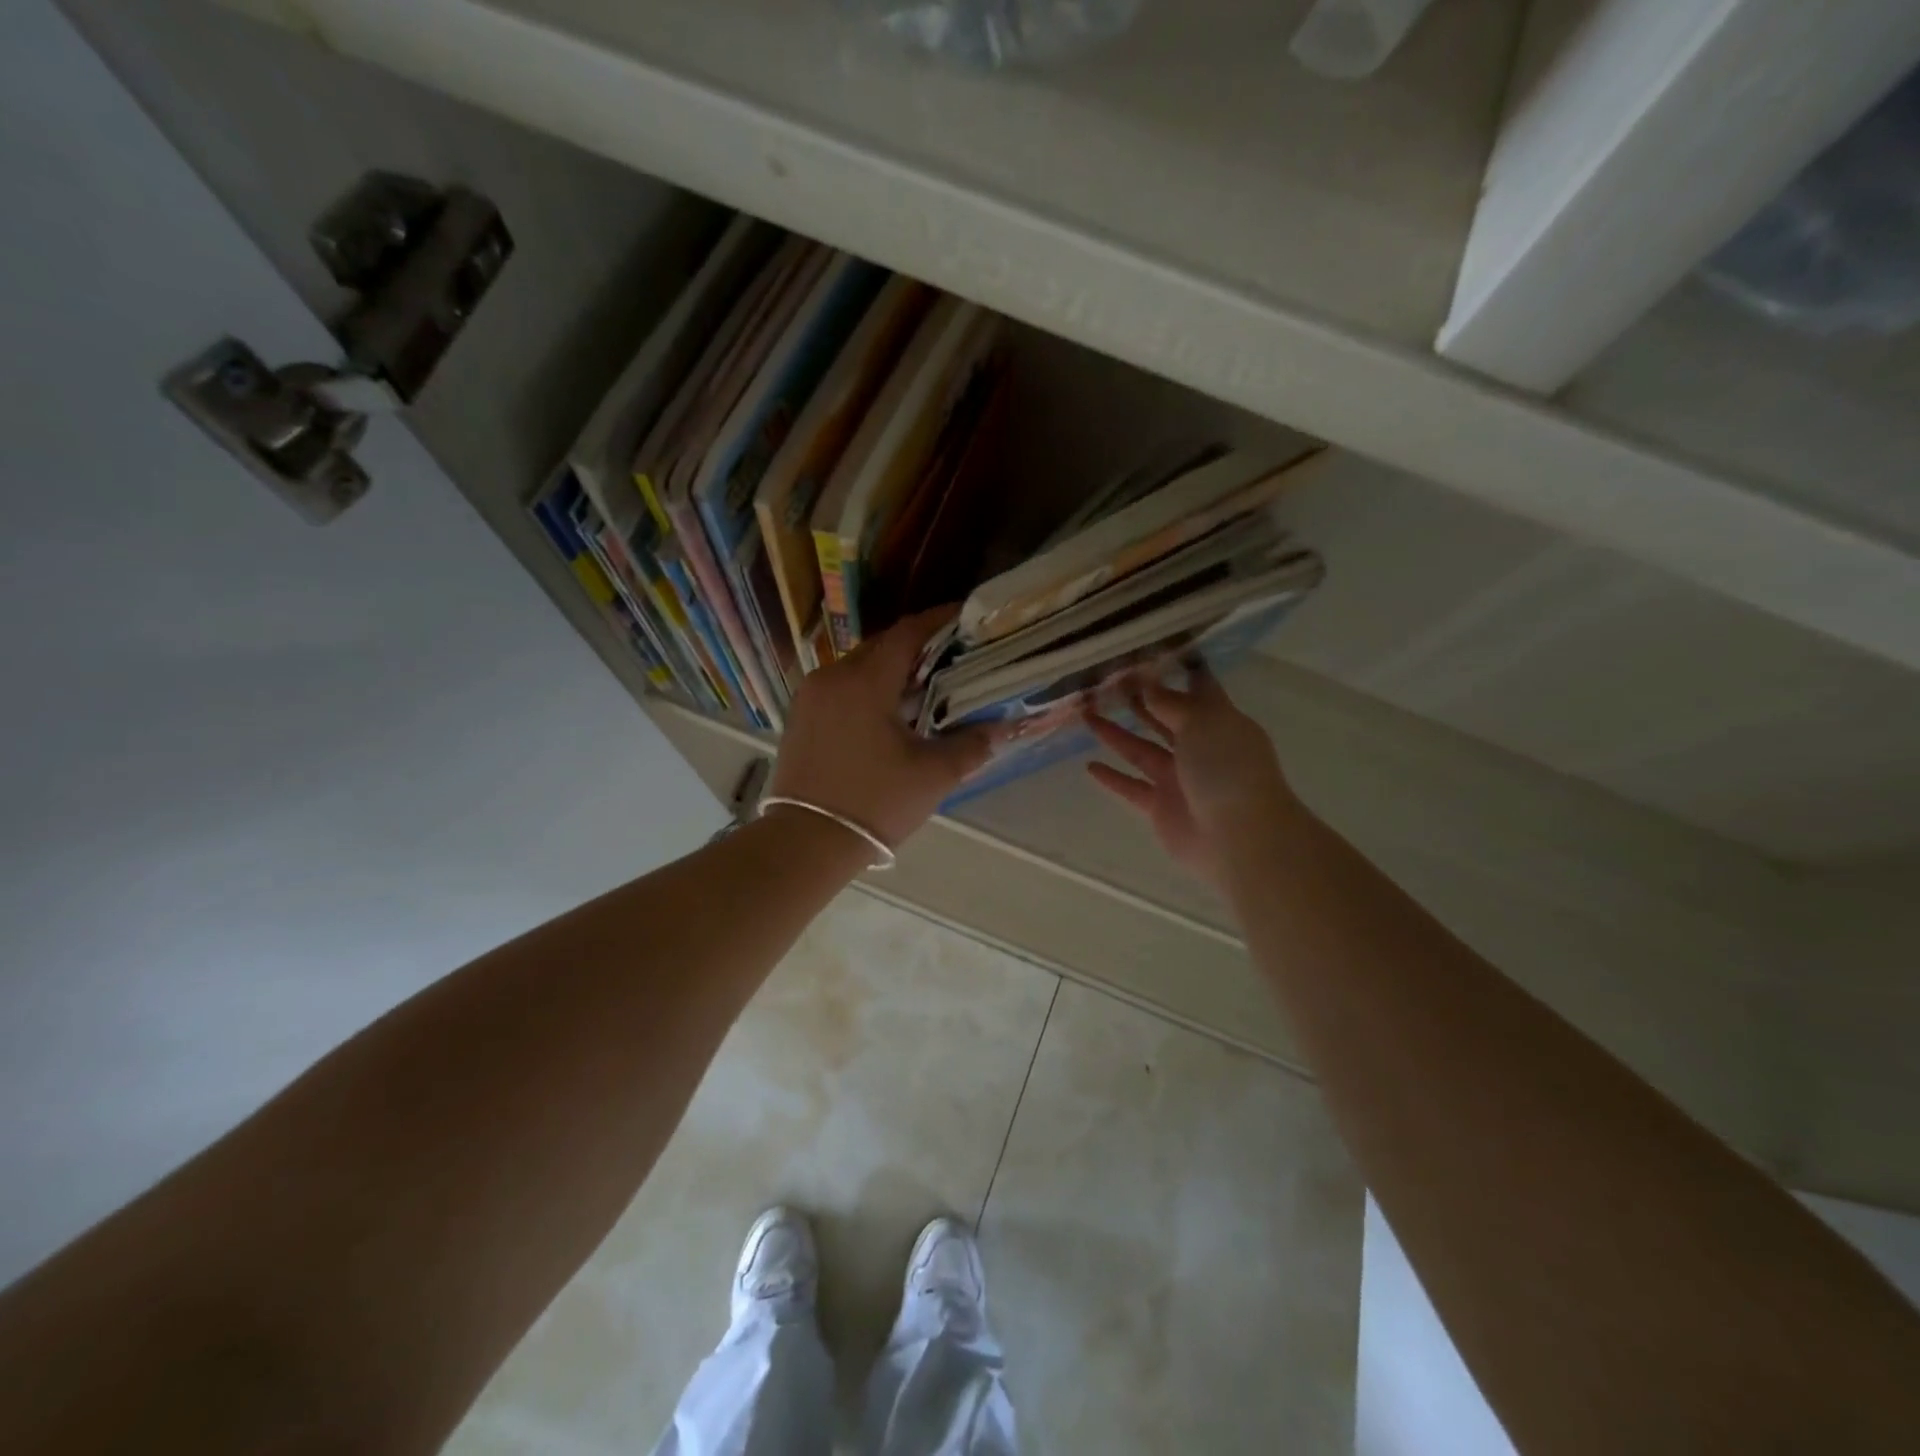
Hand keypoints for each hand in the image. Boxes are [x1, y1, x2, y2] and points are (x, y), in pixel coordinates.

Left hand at [769, 607, 994, 852]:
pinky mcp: (800, 718)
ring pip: (859, 667)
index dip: (940, 620)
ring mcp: (810, 696)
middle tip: (952, 657)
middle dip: (918, 647)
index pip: (908, 632)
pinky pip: (841, 688)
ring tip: (925, 685)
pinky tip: (888, 712)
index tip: (966, 616)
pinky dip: (868, 689)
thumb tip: (1002, 728)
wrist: (805, 843)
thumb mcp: (933, 775)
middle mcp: (832, 676)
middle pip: (882, 647)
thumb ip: (971, 745)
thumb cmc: (874, 803)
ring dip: (891, 670)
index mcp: (865, 681)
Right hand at [1085, 667, 1300, 887]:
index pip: (1197, 688)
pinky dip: (1112, 778)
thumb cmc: (1228, 769)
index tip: (1148, 652)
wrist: (1239, 838)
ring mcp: (1180, 778)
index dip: (1176, 670)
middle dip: (1138, 700)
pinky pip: (1131, 787)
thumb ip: (1171, 703)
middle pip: (1164, 718)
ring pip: (1141, 749)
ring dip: (1115, 733)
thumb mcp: (1203, 723)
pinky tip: (1090, 766)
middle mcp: (1200, 747)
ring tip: (1086, 714)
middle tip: (1105, 682)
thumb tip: (1147, 684)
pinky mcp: (1161, 807)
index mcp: (1219, 722)